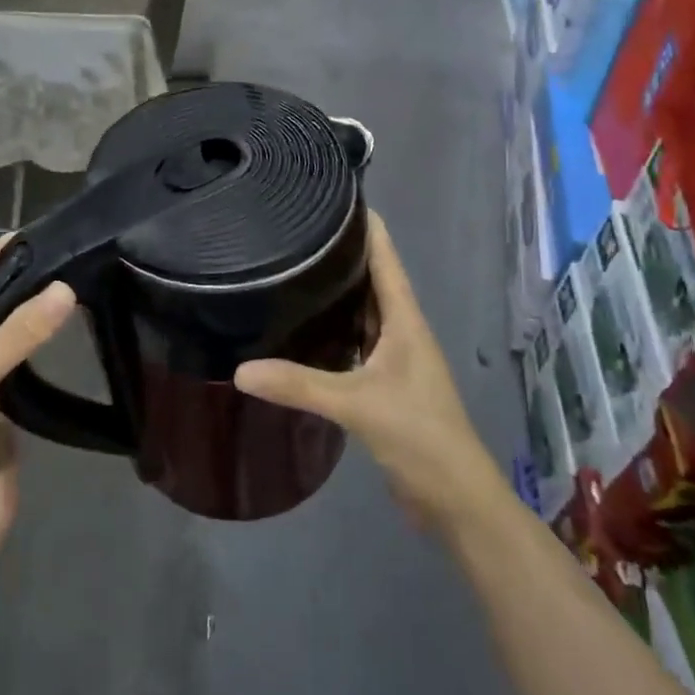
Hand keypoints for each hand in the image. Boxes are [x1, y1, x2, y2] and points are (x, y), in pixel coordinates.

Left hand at [0, 237, 75, 556]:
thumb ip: (18, 333)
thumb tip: (66, 289)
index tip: (25, 235)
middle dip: (11, 283)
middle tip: (57, 256)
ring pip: (1, 338)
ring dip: (26, 315)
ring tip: (65, 283)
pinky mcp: (0, 410)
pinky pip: (19, 367)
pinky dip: (37, 347)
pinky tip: (61, 329)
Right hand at [234, 212, 500, 529]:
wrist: (456, 499)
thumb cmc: (419, 436)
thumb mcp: (357, 405)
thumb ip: (300, 385)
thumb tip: (238, 370)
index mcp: (405, 321)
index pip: (385, 258)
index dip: (365, 224)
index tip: (331, 195)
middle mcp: (401, 331)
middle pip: (372, 280)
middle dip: (340, 253)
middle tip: (294, 230)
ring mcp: (394, 359)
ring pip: (362, 313)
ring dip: (336, 293)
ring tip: (291, 270)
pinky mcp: (383, 386)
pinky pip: (354, 344)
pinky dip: (332, 332)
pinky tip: (302, 330)